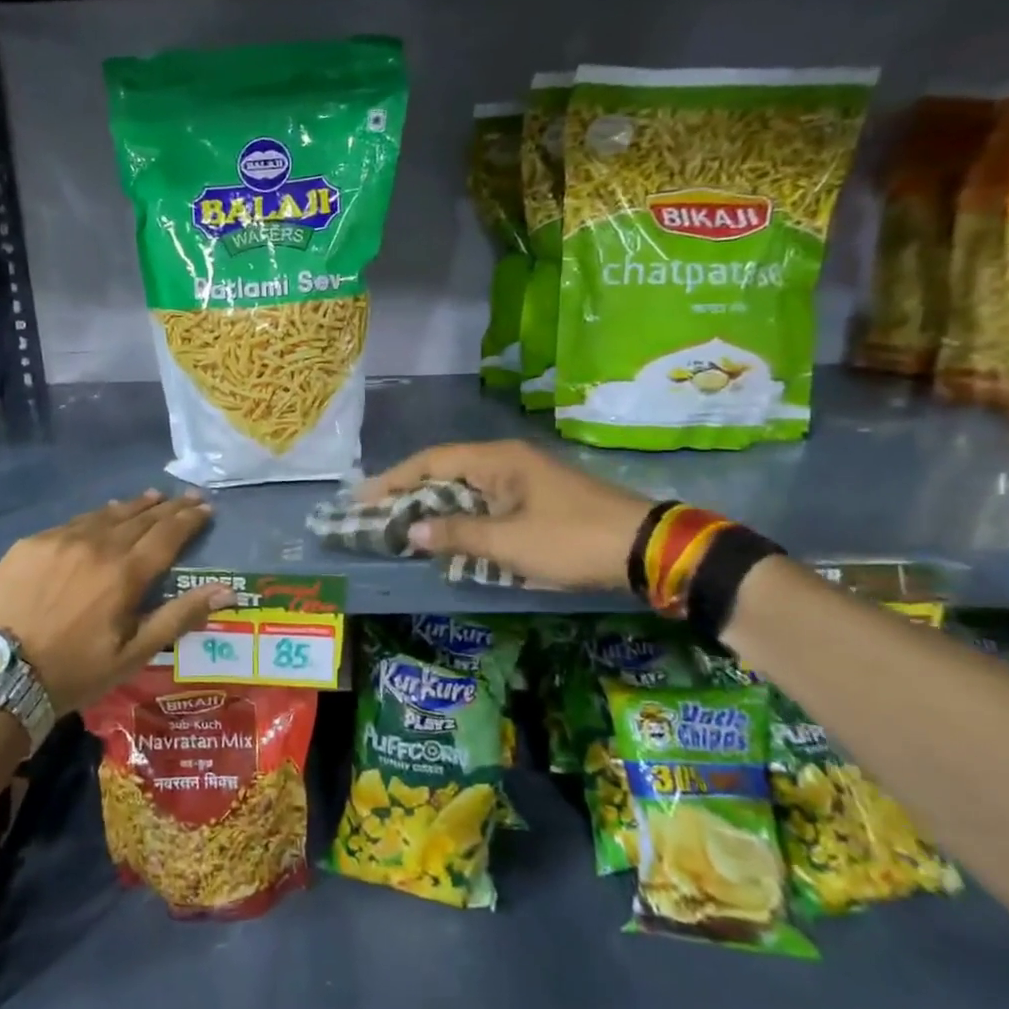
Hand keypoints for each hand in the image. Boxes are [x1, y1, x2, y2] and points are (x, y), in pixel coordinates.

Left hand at [0, 490, 232, 715]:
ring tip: (153, 497)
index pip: (168, 535)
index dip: (189, 519)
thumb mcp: (134, 653)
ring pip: (107, 514)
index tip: (206, 507)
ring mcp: (61, 540)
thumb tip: (226, 590)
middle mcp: (97, 545)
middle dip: (169, 507)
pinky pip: (74, 522)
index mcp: (126, 573)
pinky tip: (103, 515)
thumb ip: (179, 616)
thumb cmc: (76, 671)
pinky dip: (97, 516)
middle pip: (141, 518)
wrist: (0, 675)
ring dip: (135, 506)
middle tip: (187, 496)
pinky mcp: (31, 543)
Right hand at [357, 440, 653, 590]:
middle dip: (410, 494)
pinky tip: (450, 537)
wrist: (646, 548)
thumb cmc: (571, 540)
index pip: (431, 461)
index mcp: (497, 460)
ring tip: (404, 527)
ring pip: (466, 489)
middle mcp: (507, 461)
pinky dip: (462, 518)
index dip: (394, 479)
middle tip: (376, 515)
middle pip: (446, 471)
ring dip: (436, 507)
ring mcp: (524, 479)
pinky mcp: (537, 499)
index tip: (362, 498)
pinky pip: (486, 503)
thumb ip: (457, 535)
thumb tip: (410, 533)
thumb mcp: (509, 543)